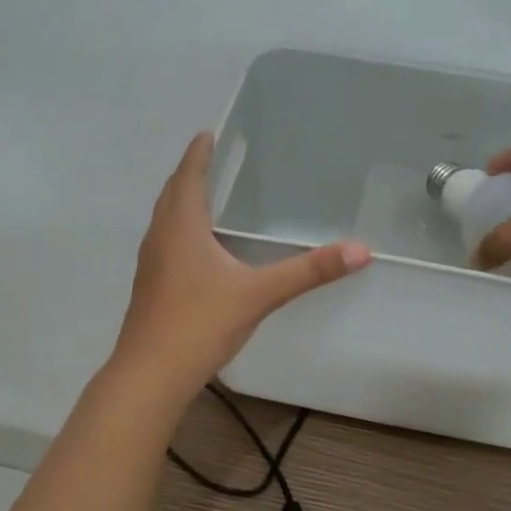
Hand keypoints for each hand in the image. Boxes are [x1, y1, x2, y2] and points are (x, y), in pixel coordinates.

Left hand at [113, 132, 370, 394]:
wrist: (150, 375)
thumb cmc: (200, 324)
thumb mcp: (259, 295)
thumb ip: (308, 271)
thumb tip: (360, 250)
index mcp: (181, 228)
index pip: (188, 177)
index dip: (198, 154)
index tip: (207, 134)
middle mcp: (160, 238)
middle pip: (171, 195)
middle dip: (188, 174)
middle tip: (208, 160)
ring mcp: (150, 265)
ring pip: (164, 221)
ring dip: (180, 203)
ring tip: (203, 198)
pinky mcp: (150, 289)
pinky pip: (164, 245)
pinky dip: (179, 232)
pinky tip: (197, 252)